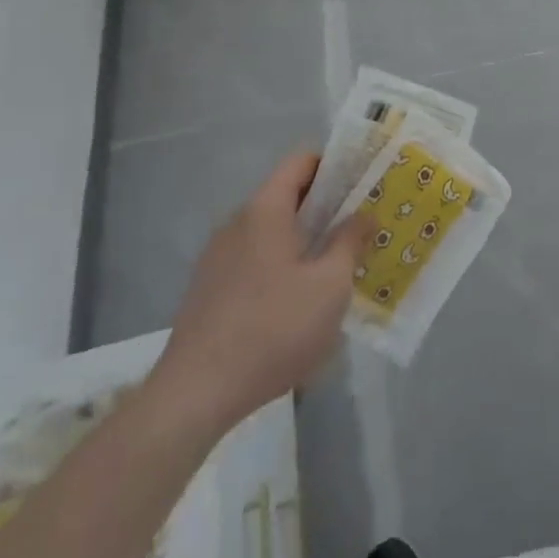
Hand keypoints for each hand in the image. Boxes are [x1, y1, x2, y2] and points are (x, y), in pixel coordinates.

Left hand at [147, 153, 369, 439]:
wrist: (194, 396)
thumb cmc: (273, 330)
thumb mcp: (330, 287)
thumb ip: (350, 242)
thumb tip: (364, 215)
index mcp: (265, 210)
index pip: (301, 161)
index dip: (335, 163)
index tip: (363, 181)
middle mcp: (237, 223)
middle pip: (287, 195)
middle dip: (326, 205)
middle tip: (360, 223)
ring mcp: (218, 257)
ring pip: (271, 230)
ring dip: (304, 238)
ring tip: (337, 263)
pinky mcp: (209, 289)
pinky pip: (254, 258)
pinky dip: (281, 263)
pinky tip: (300, 299)